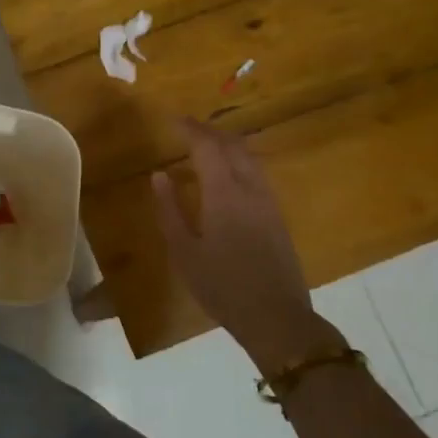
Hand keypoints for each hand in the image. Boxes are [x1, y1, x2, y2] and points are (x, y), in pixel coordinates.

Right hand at [152, 118, 344, 375]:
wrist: (276, 317)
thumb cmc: (222, 287)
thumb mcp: (184, 252)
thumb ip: (170, 210)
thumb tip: (159, 176)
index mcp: (225, 194)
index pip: (208, 147)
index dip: (190, 130)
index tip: (173, 120)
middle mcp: (251, 189)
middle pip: (233, 146)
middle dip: (210, 132)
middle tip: (187, 128)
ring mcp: (269, 202)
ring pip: (250, 158)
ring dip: (227, 145)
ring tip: (206, 146)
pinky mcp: (278, 216)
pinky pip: (257, 174)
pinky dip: (238, 162)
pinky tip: (226, 176)